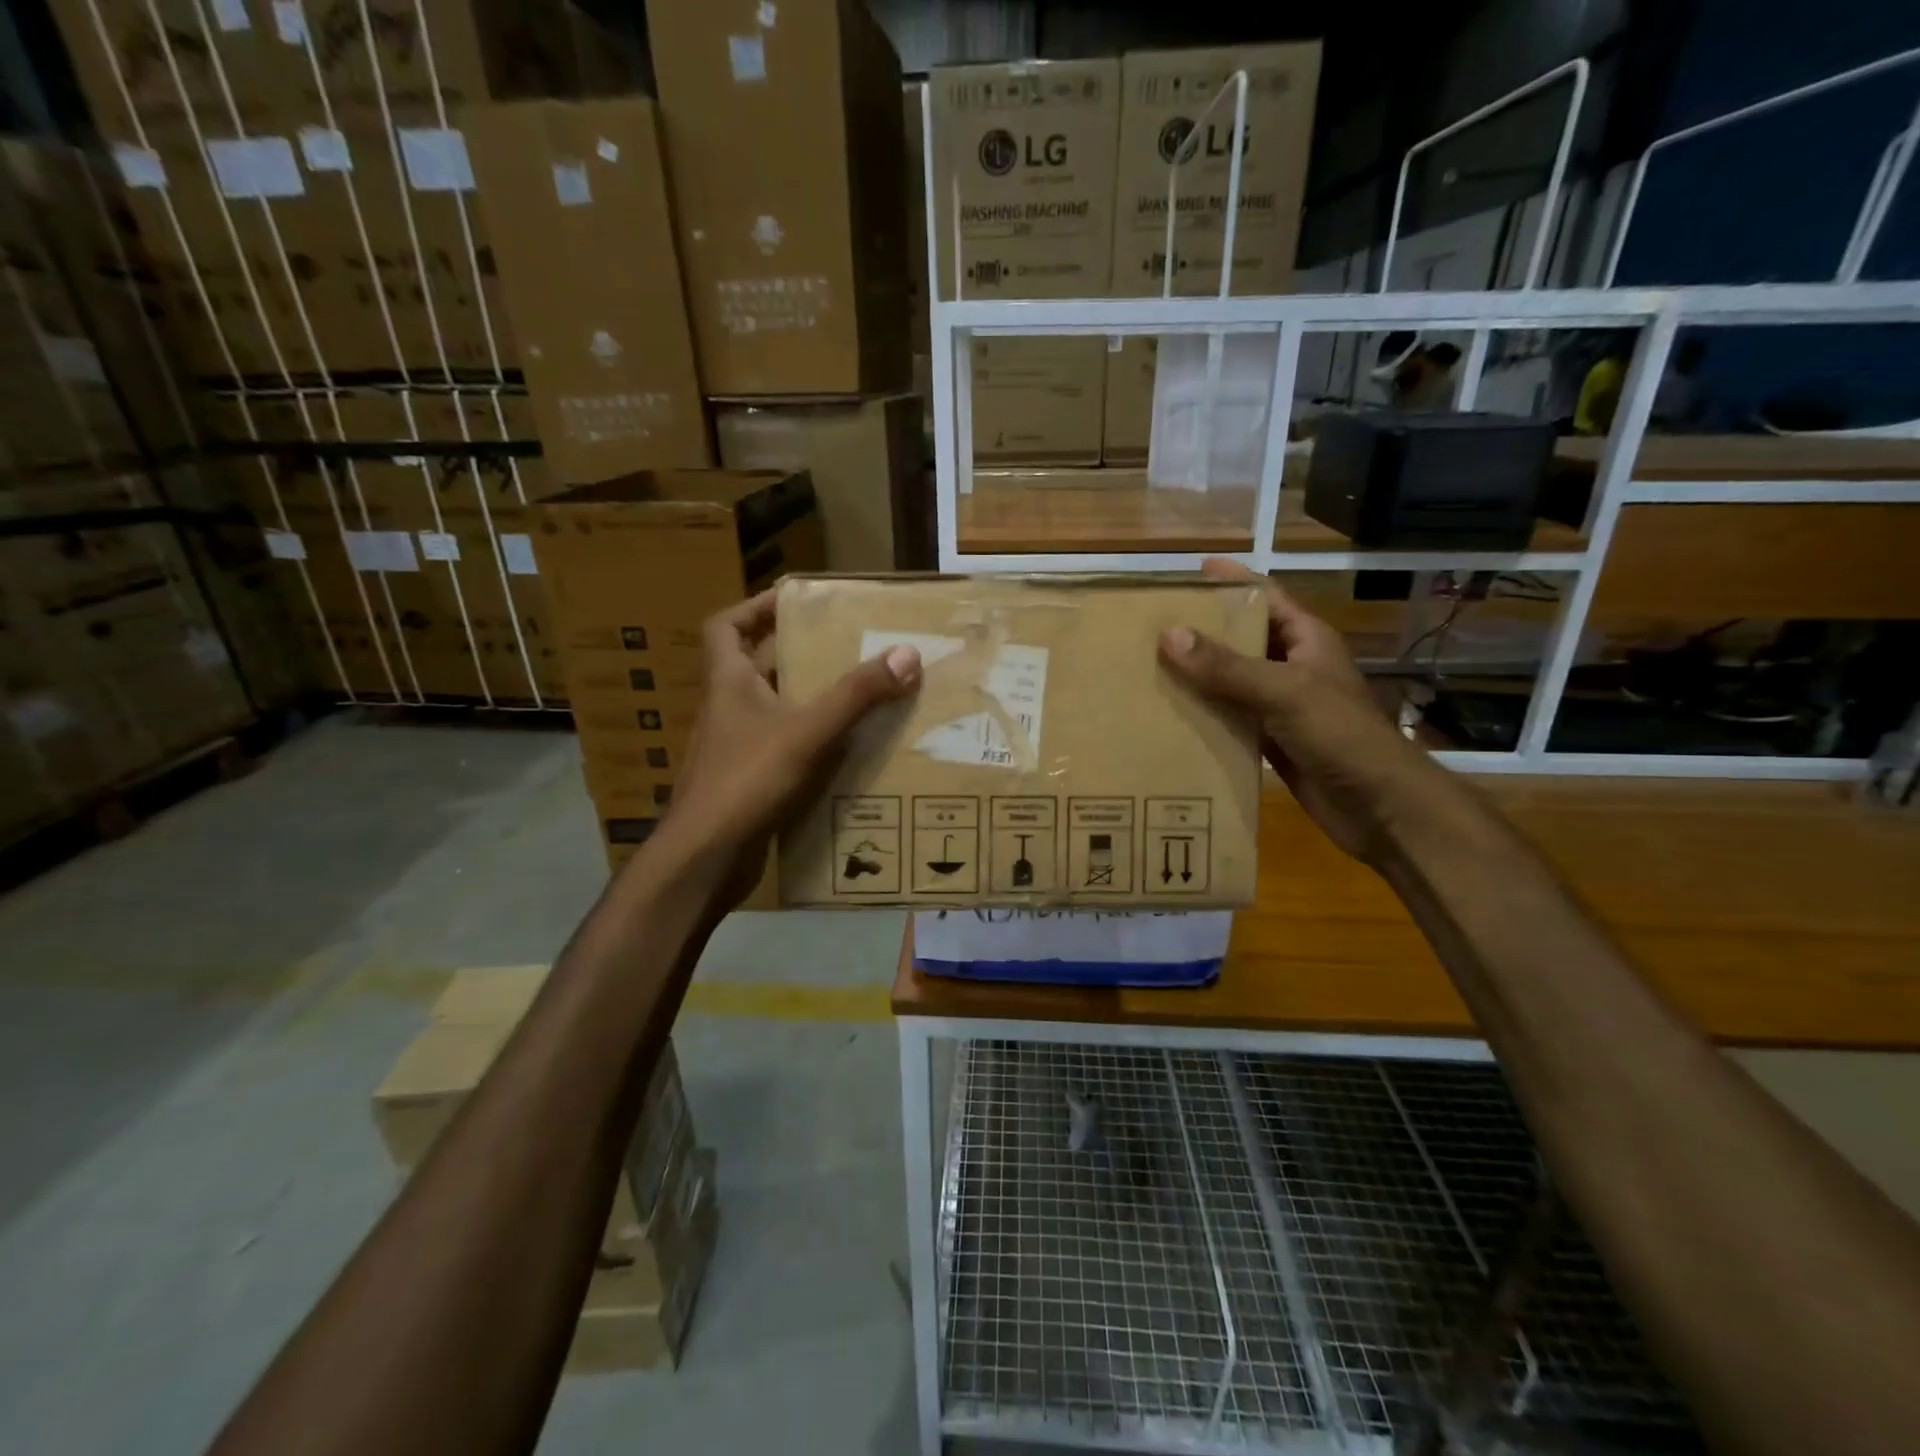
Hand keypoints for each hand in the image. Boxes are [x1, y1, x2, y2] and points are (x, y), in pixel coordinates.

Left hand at [653, 589, 921, 907]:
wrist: (704, 859)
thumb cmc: (746, 781)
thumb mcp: (808, 732)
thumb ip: (856, 695)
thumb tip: (907, 654)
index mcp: (728, 683)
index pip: (726, 626)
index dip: (755, 607)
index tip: (794, 600)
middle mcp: (727, 710)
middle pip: (755, 667)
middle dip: (796, 654)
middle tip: (844, 649)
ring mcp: (734, 750)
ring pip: (772, 712)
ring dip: (807, 702)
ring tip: (857, 696)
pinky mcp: (747, 784)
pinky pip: (782, 751)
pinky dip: (810, 746)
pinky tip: (846, 754)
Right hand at [1159, 559, 1439, 863]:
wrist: (1379, 806)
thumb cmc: (1340, 735)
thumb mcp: (1284, 691)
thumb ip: (1227, 666)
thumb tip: (1169, 635)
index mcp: (1305, 640)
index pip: (1265, 596)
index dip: (1231, 581)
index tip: (1189, 572)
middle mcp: (1292, 667)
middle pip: (1241, 639)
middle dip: (1201, 631)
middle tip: (1151, 626)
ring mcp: (1280, 707)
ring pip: (1231, 682)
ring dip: (1196, 677)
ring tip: (1148, 668)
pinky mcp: (1270, 742)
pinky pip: (1229, 720)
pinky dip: (1202, 717)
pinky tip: (1168, 717)